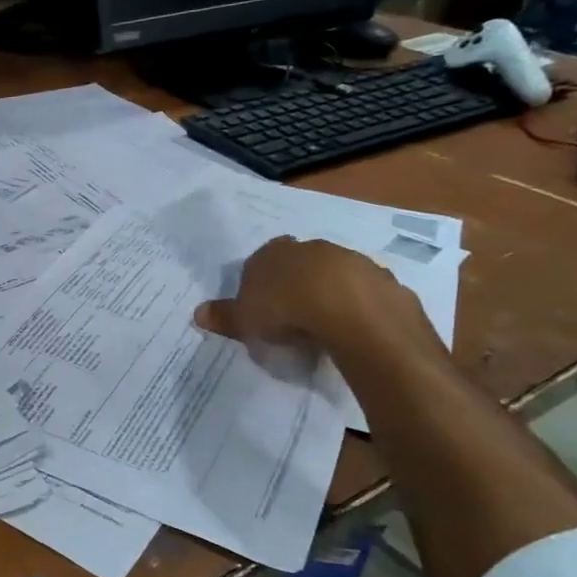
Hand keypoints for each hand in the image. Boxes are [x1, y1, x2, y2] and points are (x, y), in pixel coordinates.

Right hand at [193, 237, 431, 355]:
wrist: (349, 310)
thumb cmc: (285, 310)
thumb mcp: (244, 320)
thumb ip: (224, 316)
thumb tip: (198, 313)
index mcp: (271, 254)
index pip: (259, 261)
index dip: (260, 282)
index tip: (261, 307)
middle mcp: (308, 249)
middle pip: (297, 263)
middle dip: (295, 283)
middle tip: (291, 316)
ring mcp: (347, 259)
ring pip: (332, 273)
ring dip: (328, 292)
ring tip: (322, 325)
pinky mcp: (378, 277)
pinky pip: (362, 290)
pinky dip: (356, 304)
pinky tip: (352, 327)